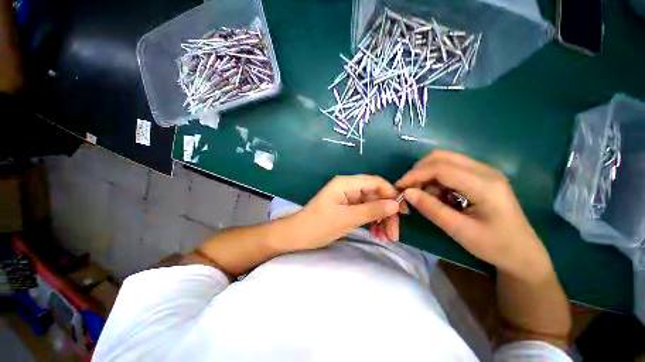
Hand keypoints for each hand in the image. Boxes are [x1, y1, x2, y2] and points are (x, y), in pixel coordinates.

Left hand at [288, 175, 402, 250]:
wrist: (297, 235)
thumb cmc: (319, 225)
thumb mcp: (347, 218)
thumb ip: (372, 210)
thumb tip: (396, 204)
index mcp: (346, 183)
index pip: (375, 182)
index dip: (391, 194)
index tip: (403, 211)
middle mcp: (348, 187)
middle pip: (375, 195)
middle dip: (386, 213)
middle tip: (394, 234)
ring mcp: (348, 198)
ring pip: (371, 205)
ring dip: (380, 219)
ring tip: (386, 237)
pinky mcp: (347, 207)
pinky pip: (364, 211)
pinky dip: (372, 221)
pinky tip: (376, 233)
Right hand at [396, 150, 552, 279]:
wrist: (523, 253)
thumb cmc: (495, 246)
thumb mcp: (459, 231)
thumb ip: (431, 209)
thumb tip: (406, 193)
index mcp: (484, 184)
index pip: (440, 168)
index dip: (415, 175)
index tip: (399, 187)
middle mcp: (485, 170)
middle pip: (441, 157)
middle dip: (419, 171)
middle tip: (409, 190)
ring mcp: (484, 171)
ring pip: (444, 160)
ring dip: (427, 175)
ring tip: (425, 196)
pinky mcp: (480, 176)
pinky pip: (450, 169)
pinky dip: (436, 179)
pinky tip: (438, 195)